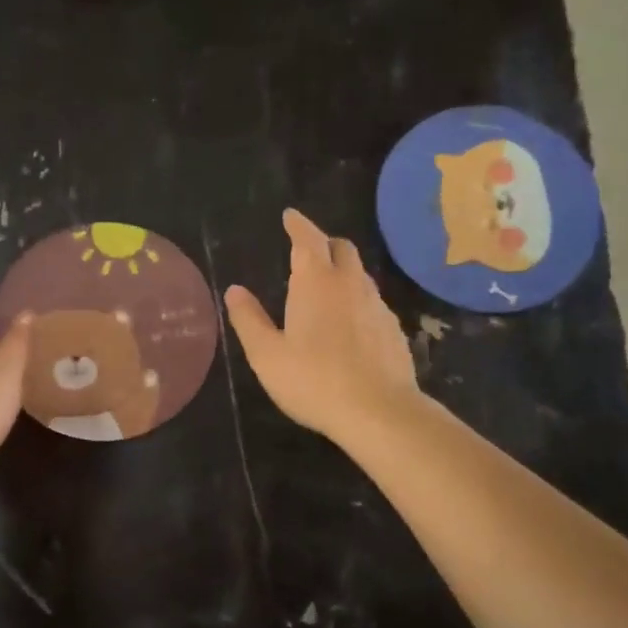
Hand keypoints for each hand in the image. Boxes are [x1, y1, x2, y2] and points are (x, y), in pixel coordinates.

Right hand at [224, 209, 419, 442]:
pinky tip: (349, 324)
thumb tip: (234, 290)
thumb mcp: (267, 354)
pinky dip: (357, 299)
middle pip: (342, 248)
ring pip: (360, 274)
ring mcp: (377, 306)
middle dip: (323, 243)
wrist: (379, 412)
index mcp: (316, 283)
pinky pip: (372, 301)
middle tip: (307, 251)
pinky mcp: (393, 329)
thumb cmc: (313, 381)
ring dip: (342, 271)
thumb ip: (249, 319)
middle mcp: (350, 284)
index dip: (298, 224)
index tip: (290, 216)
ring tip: (326, 288)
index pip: (308, 238)